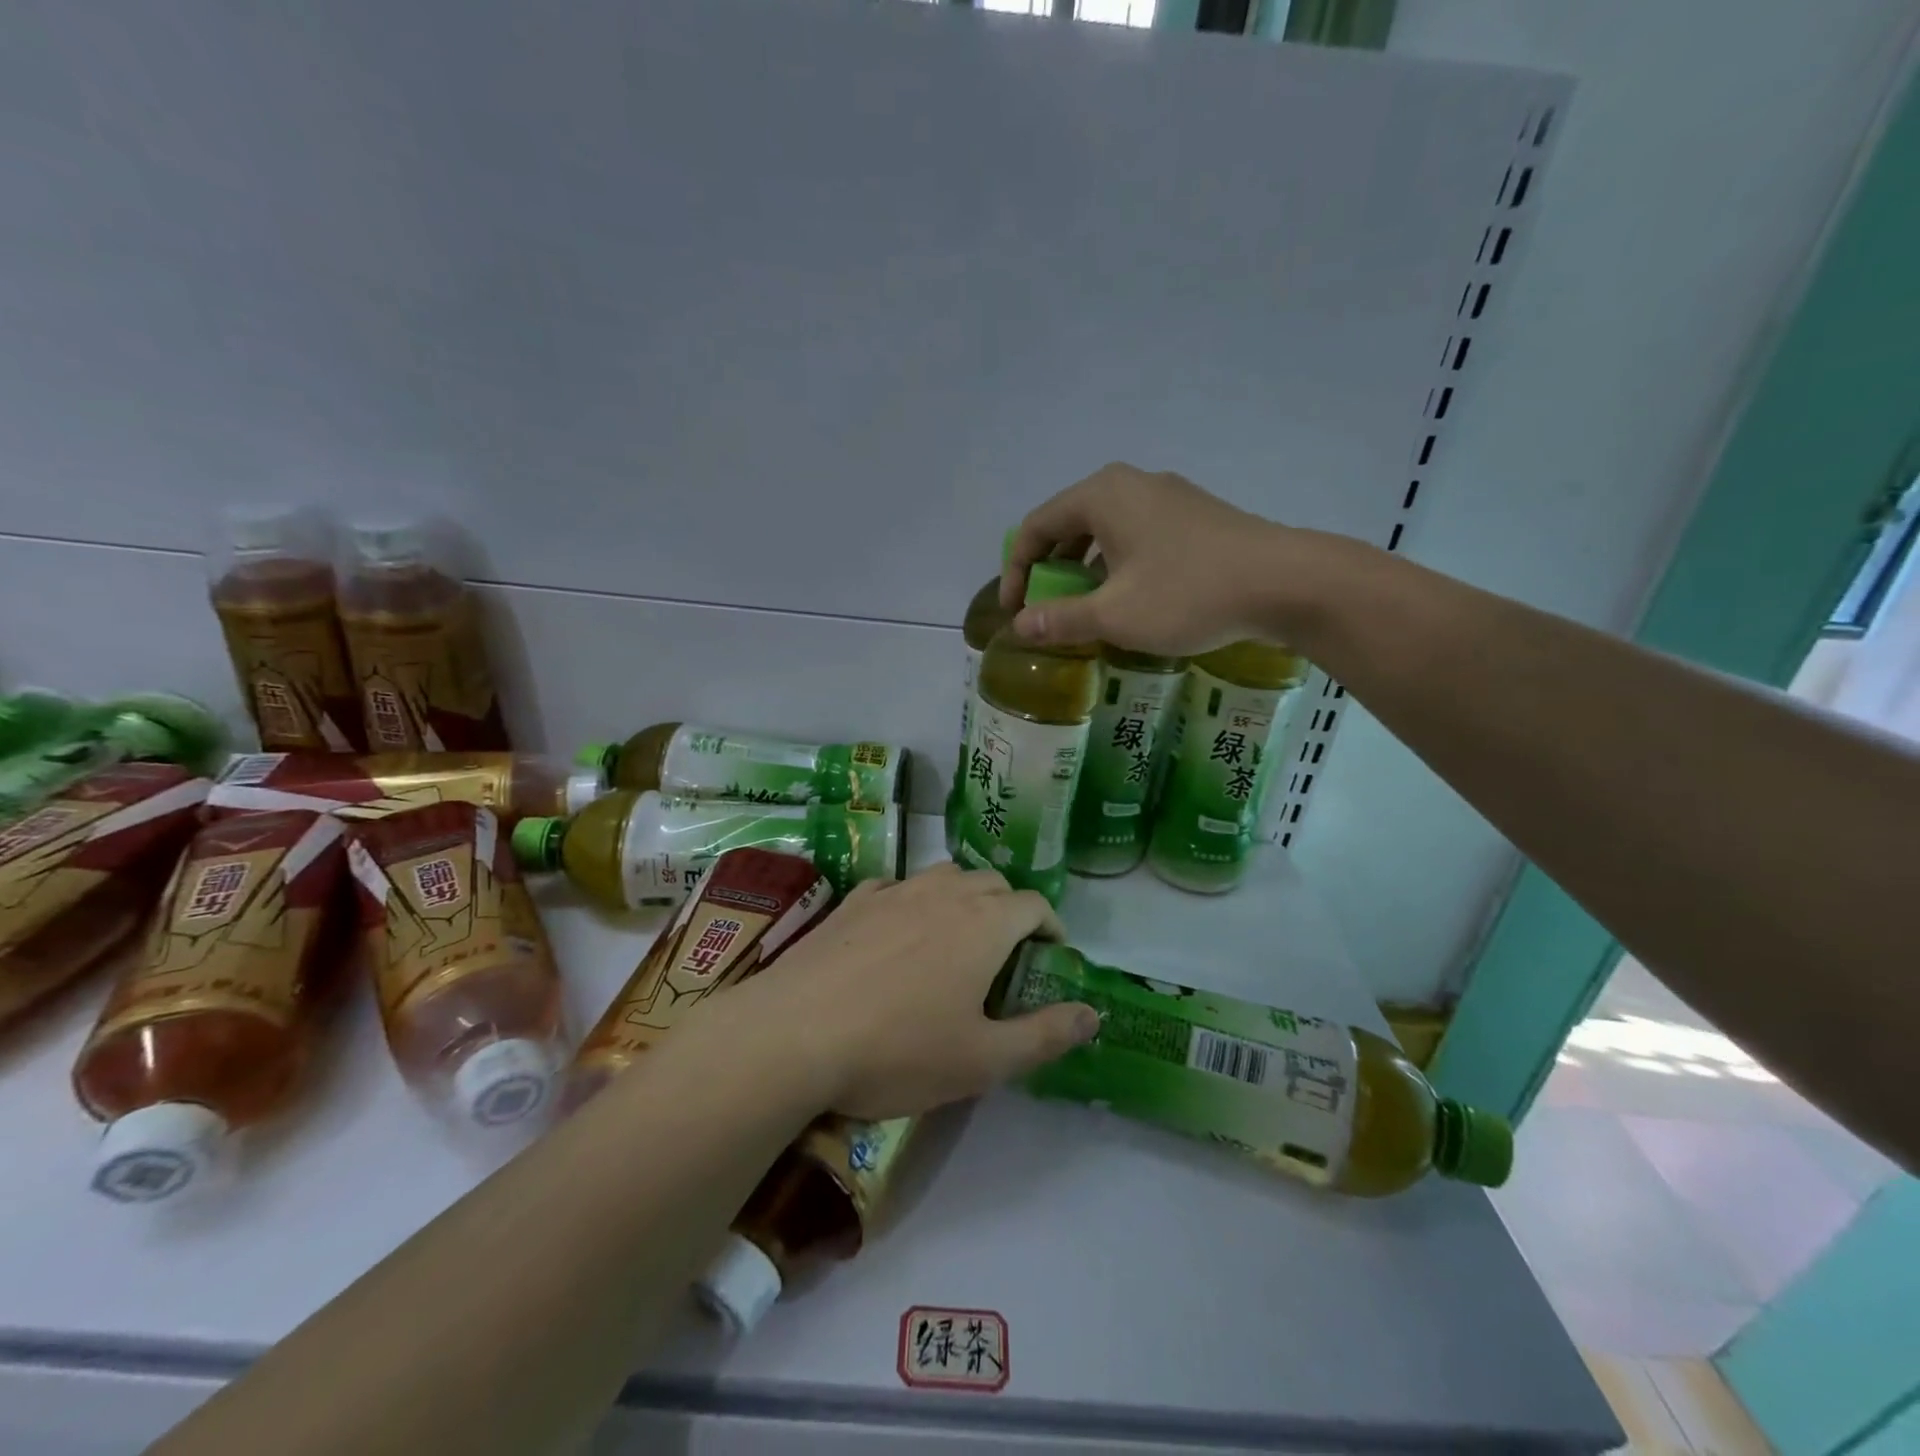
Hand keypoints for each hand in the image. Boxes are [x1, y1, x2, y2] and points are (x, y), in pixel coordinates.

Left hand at [715, 864, 1097, 1120]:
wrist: (794, 1033)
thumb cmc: (899, 1050)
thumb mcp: (983, 1060)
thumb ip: (1045, 1035)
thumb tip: (1094, 1014)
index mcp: (984, 923)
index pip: (1034, 904)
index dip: (1051, 927)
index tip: (1051, 955)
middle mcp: (943, 893)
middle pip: (992, 882)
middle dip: (1010, 909)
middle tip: (1007, 953)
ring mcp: (894, 891)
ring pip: (944, 876)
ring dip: (963, 897)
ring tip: (957, 937)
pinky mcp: (853, 901)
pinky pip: (897, 887)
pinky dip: (913, 901)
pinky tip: (898, 931)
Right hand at [1002, 463, 1334, 655]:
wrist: (1285, 582)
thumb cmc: (1188, 594)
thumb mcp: (1114, 615)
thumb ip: (1060, 619)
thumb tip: (1019, 626)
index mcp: (1102, 496)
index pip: (1036, 527)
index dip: (1016, 571)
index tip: (1014, 612)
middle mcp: (1131, 484)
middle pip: (1069, 524)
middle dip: (1049, 569)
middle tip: (1045, 607)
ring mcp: (1167, 496)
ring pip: (1105, 529)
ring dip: (1083, 568)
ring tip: (1083, 605)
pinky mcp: (1194, 515)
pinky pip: (1136, 534)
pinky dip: (1116, 563)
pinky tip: (1130, 596)